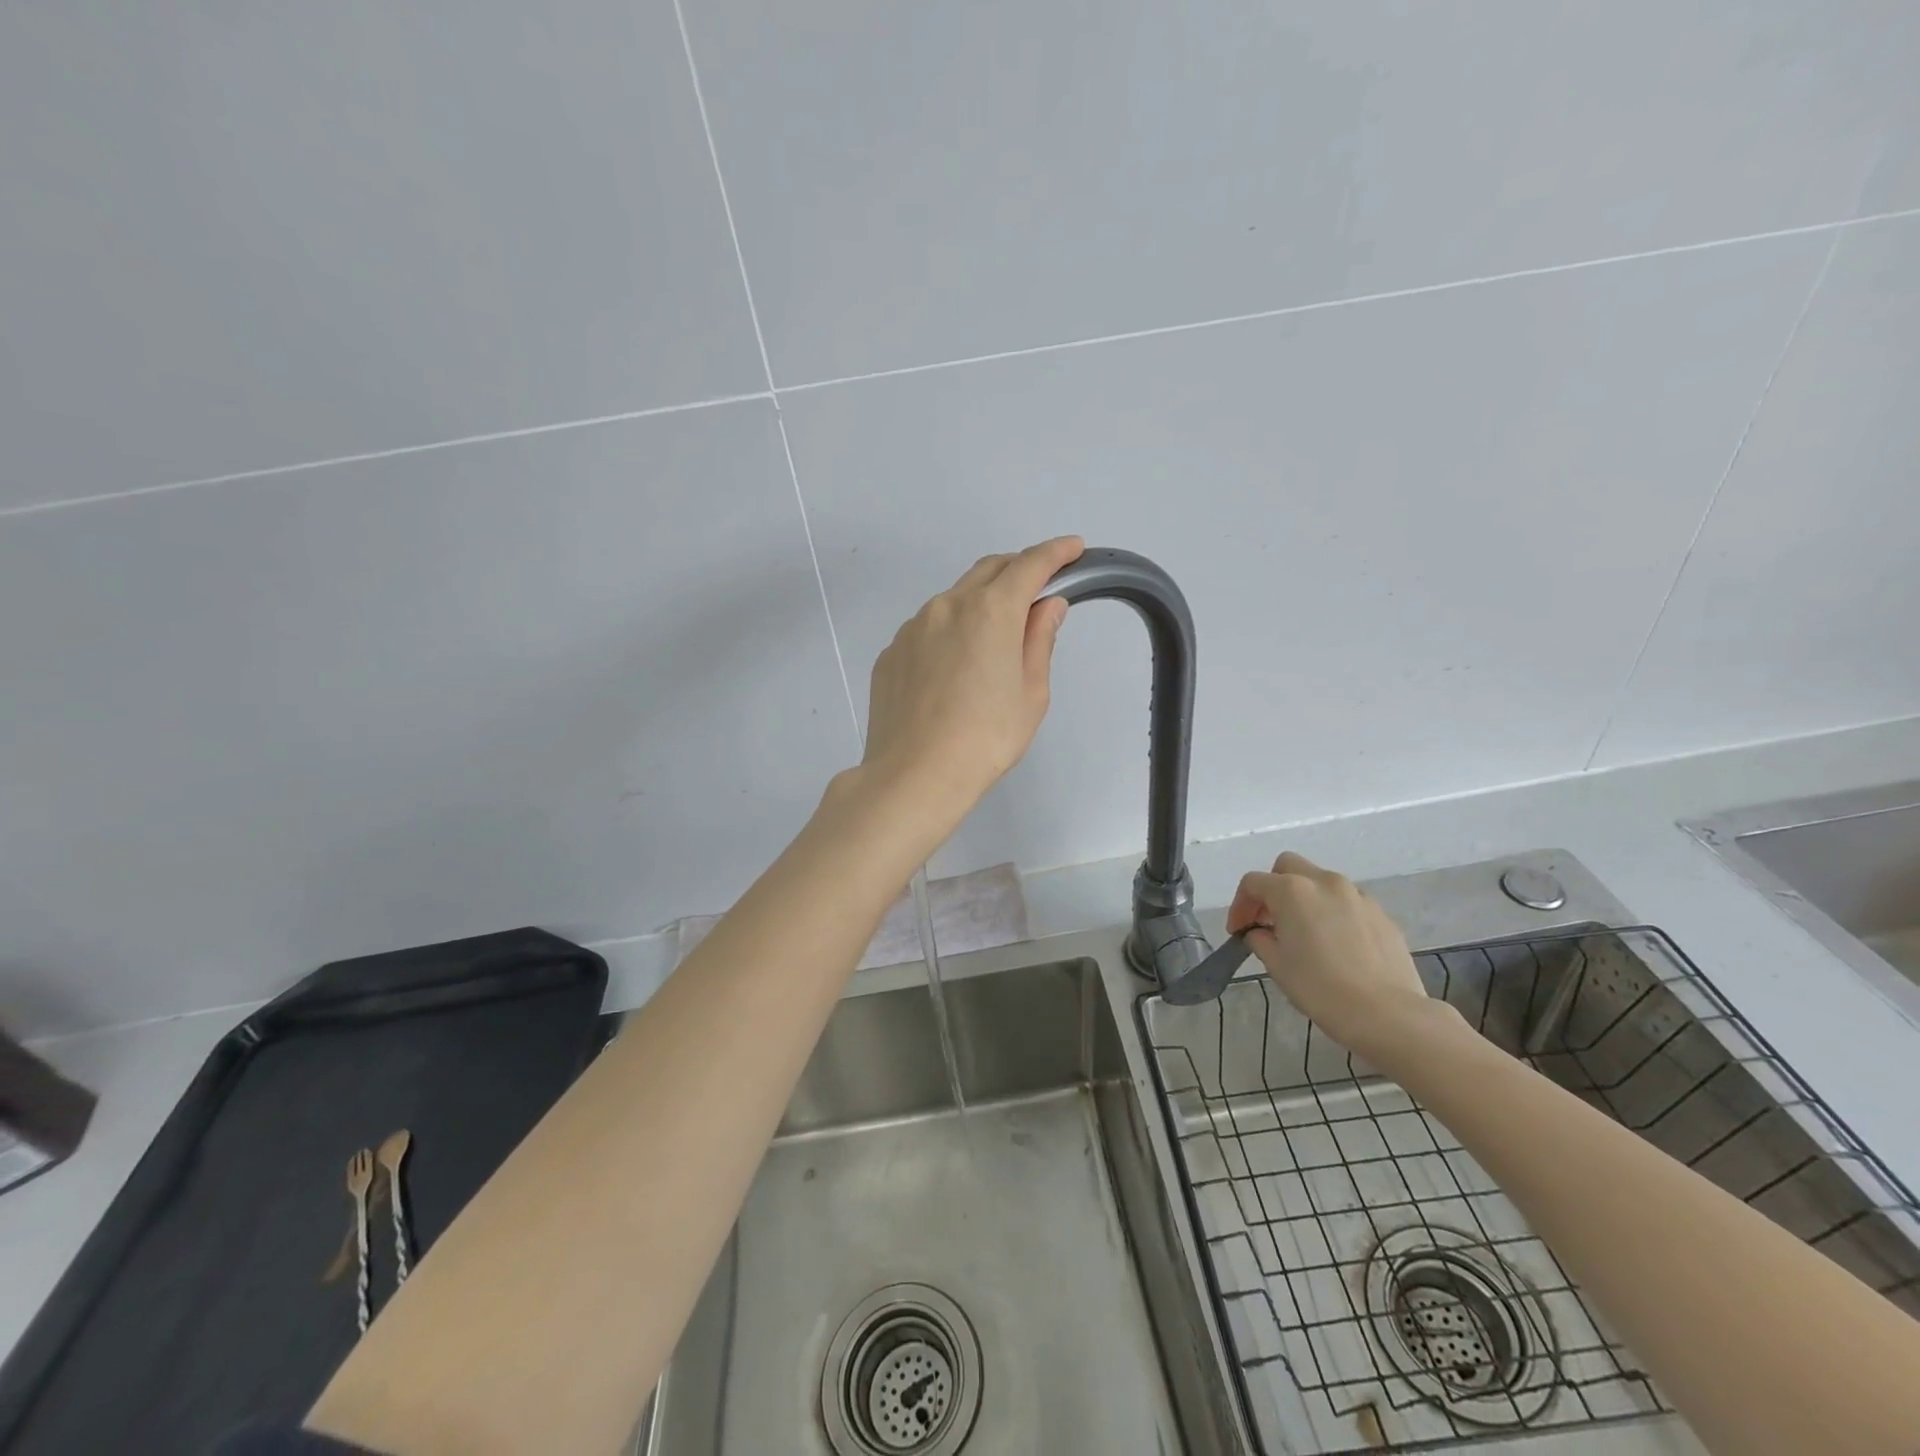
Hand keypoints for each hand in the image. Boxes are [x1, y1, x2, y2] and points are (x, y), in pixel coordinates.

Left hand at [861, 536, 1083, 825]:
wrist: (914, 775)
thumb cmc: (986, 738)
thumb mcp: (1031, 693)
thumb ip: (1039, 640)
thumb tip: (1046, 606)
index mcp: (990, 610)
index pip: (1029, 565)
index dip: (1055, 552)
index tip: (1073, 548)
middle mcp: (947, 606)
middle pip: (988, 570)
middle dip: (1017, 569)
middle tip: (1038, 588)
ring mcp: (912, 628)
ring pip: (954, 599)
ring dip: (980, 603)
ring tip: (993, 639)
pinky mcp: (891, 653)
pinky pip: (927, 629)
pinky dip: (949, 631)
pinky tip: (953, 668)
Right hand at [1227, 852, 1433, 1057]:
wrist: (1387, 1014)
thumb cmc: (1320, 988)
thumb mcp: (1277, 965)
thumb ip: (1260, 939)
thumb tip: (1260, 932)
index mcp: (1292, 891)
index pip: (1253, 883)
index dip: (1239, 906)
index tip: (1237, 932)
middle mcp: (1324, 882)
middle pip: (1288, 867)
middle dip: (1272, 888)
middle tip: (1268, 920)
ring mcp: (1357, 896)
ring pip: (1320, 882)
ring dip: (1304, 898)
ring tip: (1303, 933)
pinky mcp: (1381, 914)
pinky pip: (1346, 902)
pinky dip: (1332, 912)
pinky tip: (1334, 944)